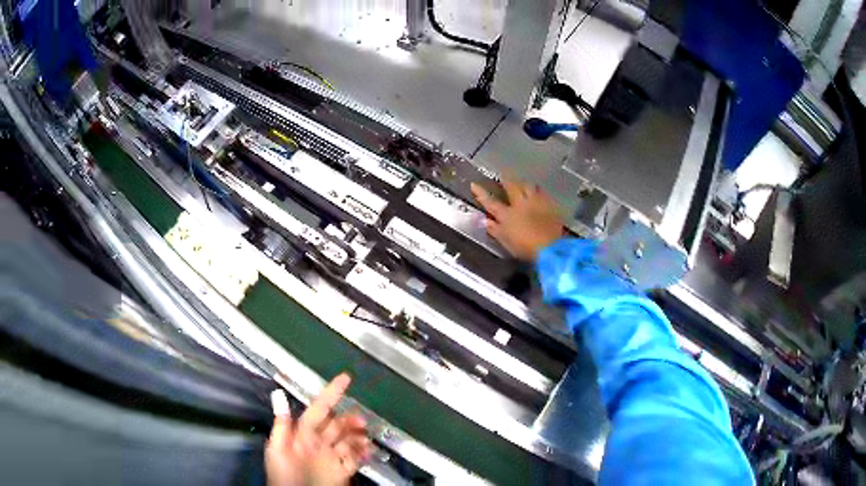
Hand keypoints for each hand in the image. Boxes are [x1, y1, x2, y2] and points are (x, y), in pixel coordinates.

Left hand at [266, 374, 371, 485]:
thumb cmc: (283, 475)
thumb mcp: (277, 449)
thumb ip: (282, 424)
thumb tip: (279, 395)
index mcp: (304, 434)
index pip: (319, 408)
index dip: (332, 393)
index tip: (345, 378)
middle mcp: (319, 443)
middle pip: (338, 424)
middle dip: (351, 418)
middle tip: (362, 420)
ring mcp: (331, 457)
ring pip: (349, 439)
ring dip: (359, 435)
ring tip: (366, 437)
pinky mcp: (341, 471)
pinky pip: (355, 458)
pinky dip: (363, 453)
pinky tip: (368, 450)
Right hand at [471, 180, 564, 260]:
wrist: (551, 247)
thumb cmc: (525, 248)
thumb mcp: (506, 242)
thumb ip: (495, 230)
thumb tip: (485, 221)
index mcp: (507, 215)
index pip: (490, 202)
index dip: (481, 193)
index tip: (473, 184)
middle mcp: (520, 204)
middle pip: (511, 187)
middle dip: (505, 180)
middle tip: (502, 175)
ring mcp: (536, 202)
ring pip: (528, 186)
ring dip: (523, 183)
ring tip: (521, 182)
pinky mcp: (549, 204)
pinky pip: (542, 192)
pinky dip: (537, 190)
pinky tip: (538, 191)